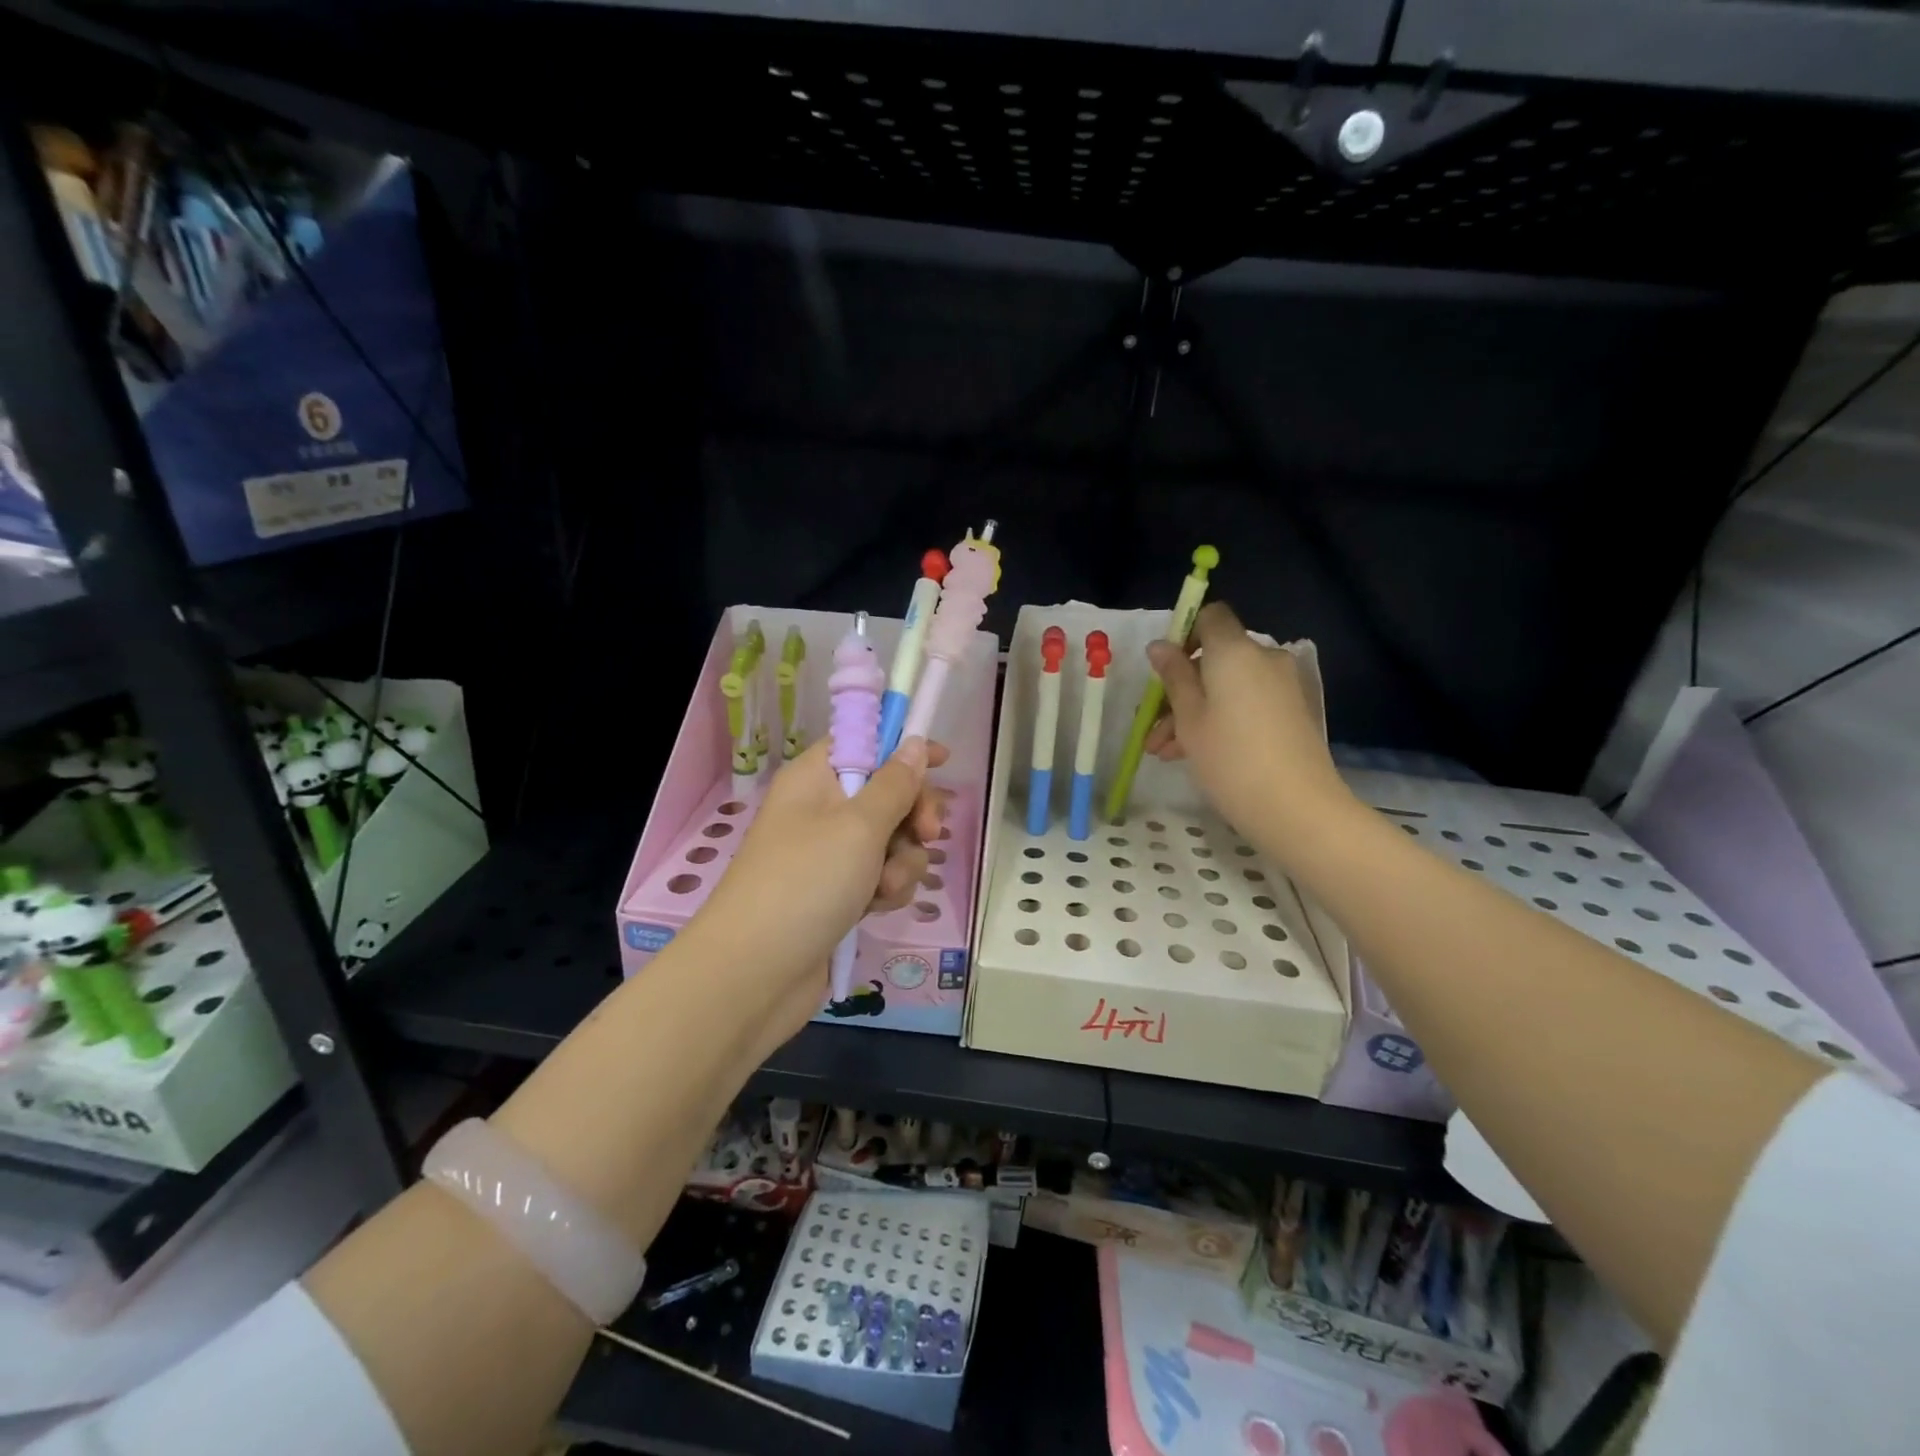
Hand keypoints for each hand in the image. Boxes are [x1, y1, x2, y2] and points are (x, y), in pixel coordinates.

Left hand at [690, 735, 950, 1043]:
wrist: (755, 974)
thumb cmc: (806, 883)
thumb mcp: (858, 826)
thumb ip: (895, 784)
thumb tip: (914, 743)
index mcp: (814, 779)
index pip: (864, 744)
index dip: (903, 748)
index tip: (944, 760)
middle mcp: (820, 811)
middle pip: (886, 794)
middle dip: (912, 816)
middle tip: (928, 834)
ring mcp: (828, 855)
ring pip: (891, 841)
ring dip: (901, 862)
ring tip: (884, 887)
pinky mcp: (837, 894)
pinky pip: (880, 876)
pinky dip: (886, 890)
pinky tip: (876, 909)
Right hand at [1143, 601, 1355, 857]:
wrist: (1296, 808)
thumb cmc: (1230, 758)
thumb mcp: (1188, 718)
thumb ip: (1174, 676)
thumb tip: (1160, 645)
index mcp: (1235, 651)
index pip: (1211, 616)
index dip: (1184, 633)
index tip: (1164, 669)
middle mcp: (1263, 659)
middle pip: (1215, 658)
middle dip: (1180, 687)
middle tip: (1153, 727)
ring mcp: (1281, 687)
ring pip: (1227, 687)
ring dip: (1194, 711)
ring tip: (1164, 752)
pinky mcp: (1291, 713)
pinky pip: (1246, 704)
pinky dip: (1220, 719)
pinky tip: (1192, 754)